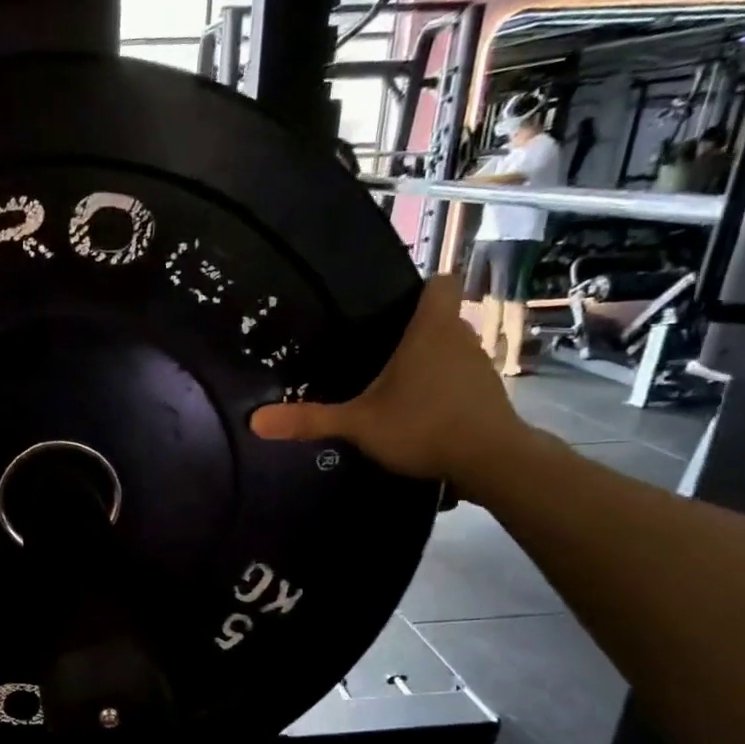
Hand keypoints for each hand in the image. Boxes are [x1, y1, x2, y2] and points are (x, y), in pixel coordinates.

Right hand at [250, 274, 531, 493]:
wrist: (490, 461)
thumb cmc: (423, 426)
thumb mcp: (357, 424)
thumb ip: (309, 420)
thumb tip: (254, 421)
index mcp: (431, 330)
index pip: (441, 282)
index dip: (420, 286)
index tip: (393, 302)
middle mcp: (460, 338)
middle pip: (441, 317)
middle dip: (414, 329)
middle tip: (376, 347)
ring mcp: (479, 366)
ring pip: (452, 348)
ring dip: (430, 359)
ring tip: (394, 381)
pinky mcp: (488, 393)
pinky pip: (461, 376)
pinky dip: (443, 385)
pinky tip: (419, 409)